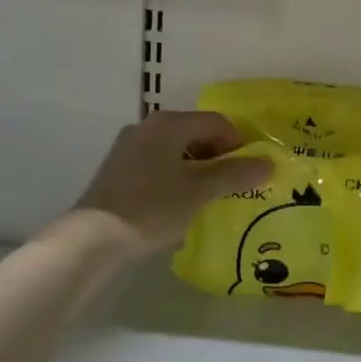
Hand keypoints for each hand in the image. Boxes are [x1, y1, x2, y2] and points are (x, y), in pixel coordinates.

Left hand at [73, 111, 270, 255]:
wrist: (92, 239)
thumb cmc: (153, 207)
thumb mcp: (200, 191)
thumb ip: (236, 175)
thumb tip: (268, 164)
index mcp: (168, 123)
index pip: (216, 122)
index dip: (239, 144)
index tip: (250, 171)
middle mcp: (146, 127)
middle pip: (195, 133)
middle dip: (218, 156)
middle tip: (233, 185)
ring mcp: (128, 148)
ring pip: (175, 151)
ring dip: (197, 169)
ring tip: (208, 197)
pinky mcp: (117, 171)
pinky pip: (157, 165)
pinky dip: (175, 178)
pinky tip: (178, 204)